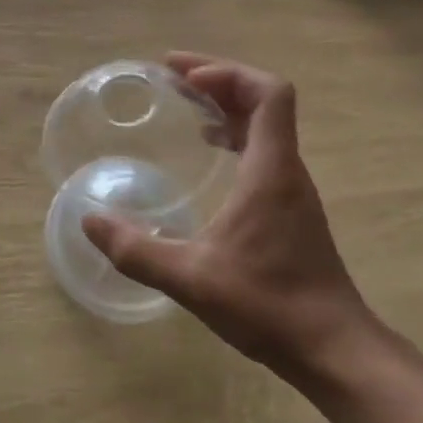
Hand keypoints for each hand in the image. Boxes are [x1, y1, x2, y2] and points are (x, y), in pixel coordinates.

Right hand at [81, 53, 379, 389]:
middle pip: (264, 101)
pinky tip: (211, 152)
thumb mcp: (190, 278)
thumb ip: (135, 250)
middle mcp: (286, 169)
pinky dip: (237, 136)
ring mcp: (293, 190)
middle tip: (172, 79)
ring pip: (267, 126)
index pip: (269, 94)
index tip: (184, 77)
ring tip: (186, 107)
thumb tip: (89, 221)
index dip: (227, 73)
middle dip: (218, 81)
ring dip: (228, 107)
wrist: (333, 349)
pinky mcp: (291, 210)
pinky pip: (265, 151)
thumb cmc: (267, 305)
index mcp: (270, 170)